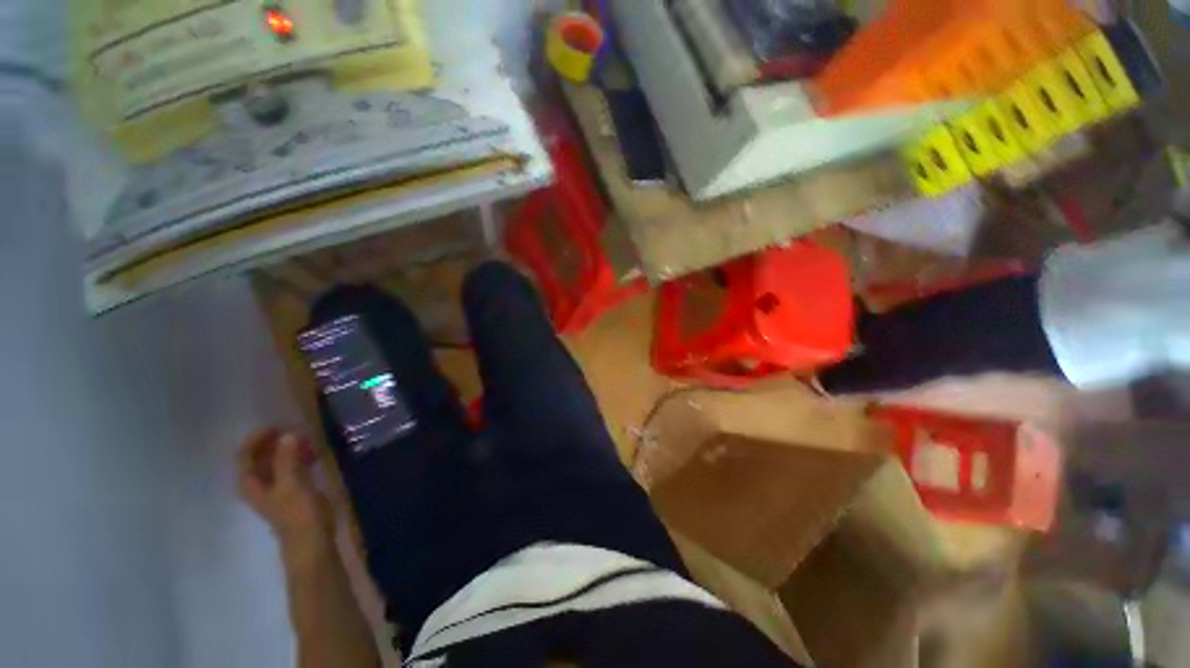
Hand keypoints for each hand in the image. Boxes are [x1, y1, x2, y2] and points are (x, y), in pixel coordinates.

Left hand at [238, 429, 334, 565]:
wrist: (311, 542)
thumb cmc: (298, 514)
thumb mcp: (292, 484)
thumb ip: (288, 459)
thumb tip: (288, 434)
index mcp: (251, 484)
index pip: (244, 455)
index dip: (257, 439)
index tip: (278, 426)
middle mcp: (259, 485)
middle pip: (258, 458)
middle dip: (274, 442)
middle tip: (295, 430)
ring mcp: (275, 490)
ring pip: (275, 463)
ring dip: (288, 449)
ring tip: (306, 440)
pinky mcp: (292, 493)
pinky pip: (290, 469)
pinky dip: (297, 458)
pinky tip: (312, 455)